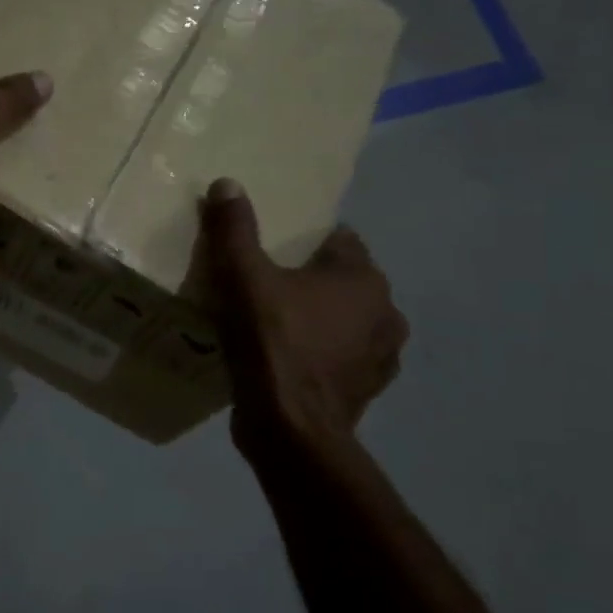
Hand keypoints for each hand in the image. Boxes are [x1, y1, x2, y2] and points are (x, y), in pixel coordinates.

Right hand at [201, 179, 408, 457]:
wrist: (291, 429)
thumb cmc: (272, 342)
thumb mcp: (243, 278)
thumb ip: (235, 230)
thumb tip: (227, 183)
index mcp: (363, 277)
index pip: (338, 240)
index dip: (303, 242)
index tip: (271, 253)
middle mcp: (385, 311)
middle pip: (343, 281)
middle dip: (311, 282)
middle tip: (266, 287)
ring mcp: (382, 355)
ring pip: (346, 321)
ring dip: (321, 320)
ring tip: (276, 326)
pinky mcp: (368, 390)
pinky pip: (343, 357)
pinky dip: (322, 355)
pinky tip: (288, 362)